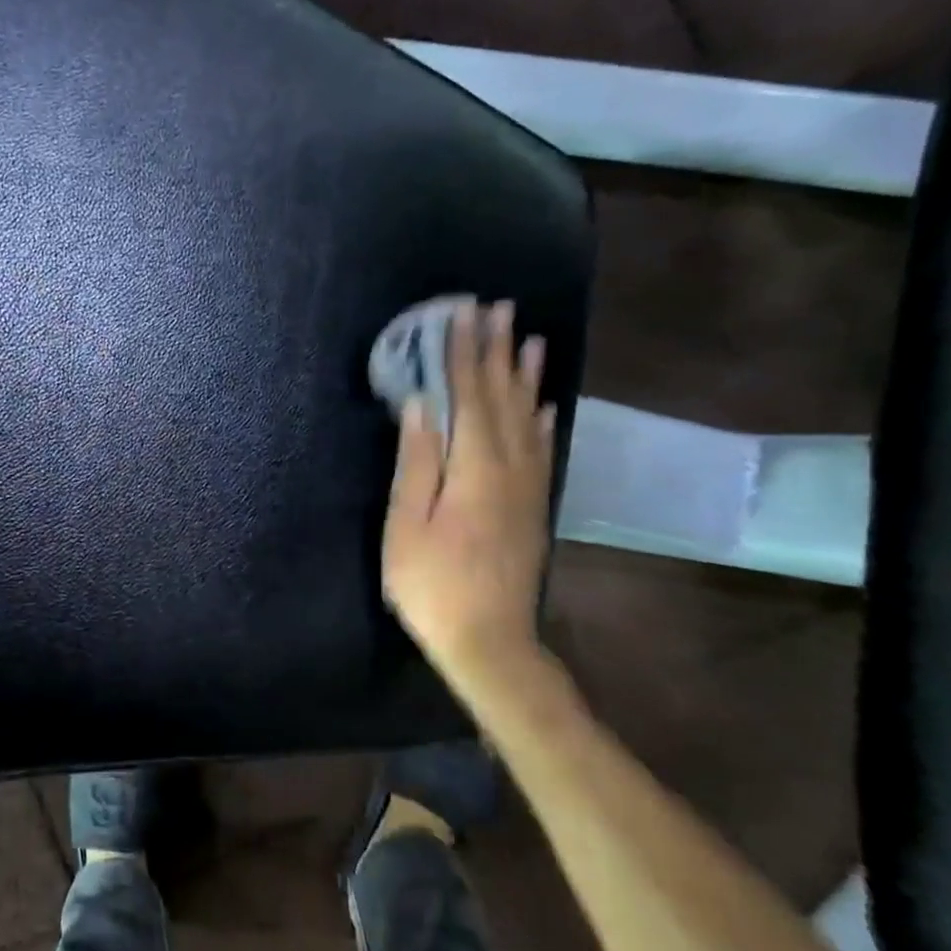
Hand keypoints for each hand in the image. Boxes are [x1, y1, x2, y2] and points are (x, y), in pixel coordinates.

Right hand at [381, 299, 554, 696]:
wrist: (489, 642)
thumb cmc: (432, 585)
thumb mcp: (407, 526)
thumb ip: (417, 464)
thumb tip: (422, 407)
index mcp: (474, 469)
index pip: (468, 397)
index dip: (464, 354)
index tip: (462, 314)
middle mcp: (510, 468)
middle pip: (503, 398)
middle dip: (496, 352)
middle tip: (497, 309)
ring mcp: (527, 487)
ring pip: (528, 417)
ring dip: (525, 376)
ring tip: (528, 339)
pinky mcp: (533, 505)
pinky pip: (541, 449)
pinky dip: (542, 418)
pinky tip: (543, 403)